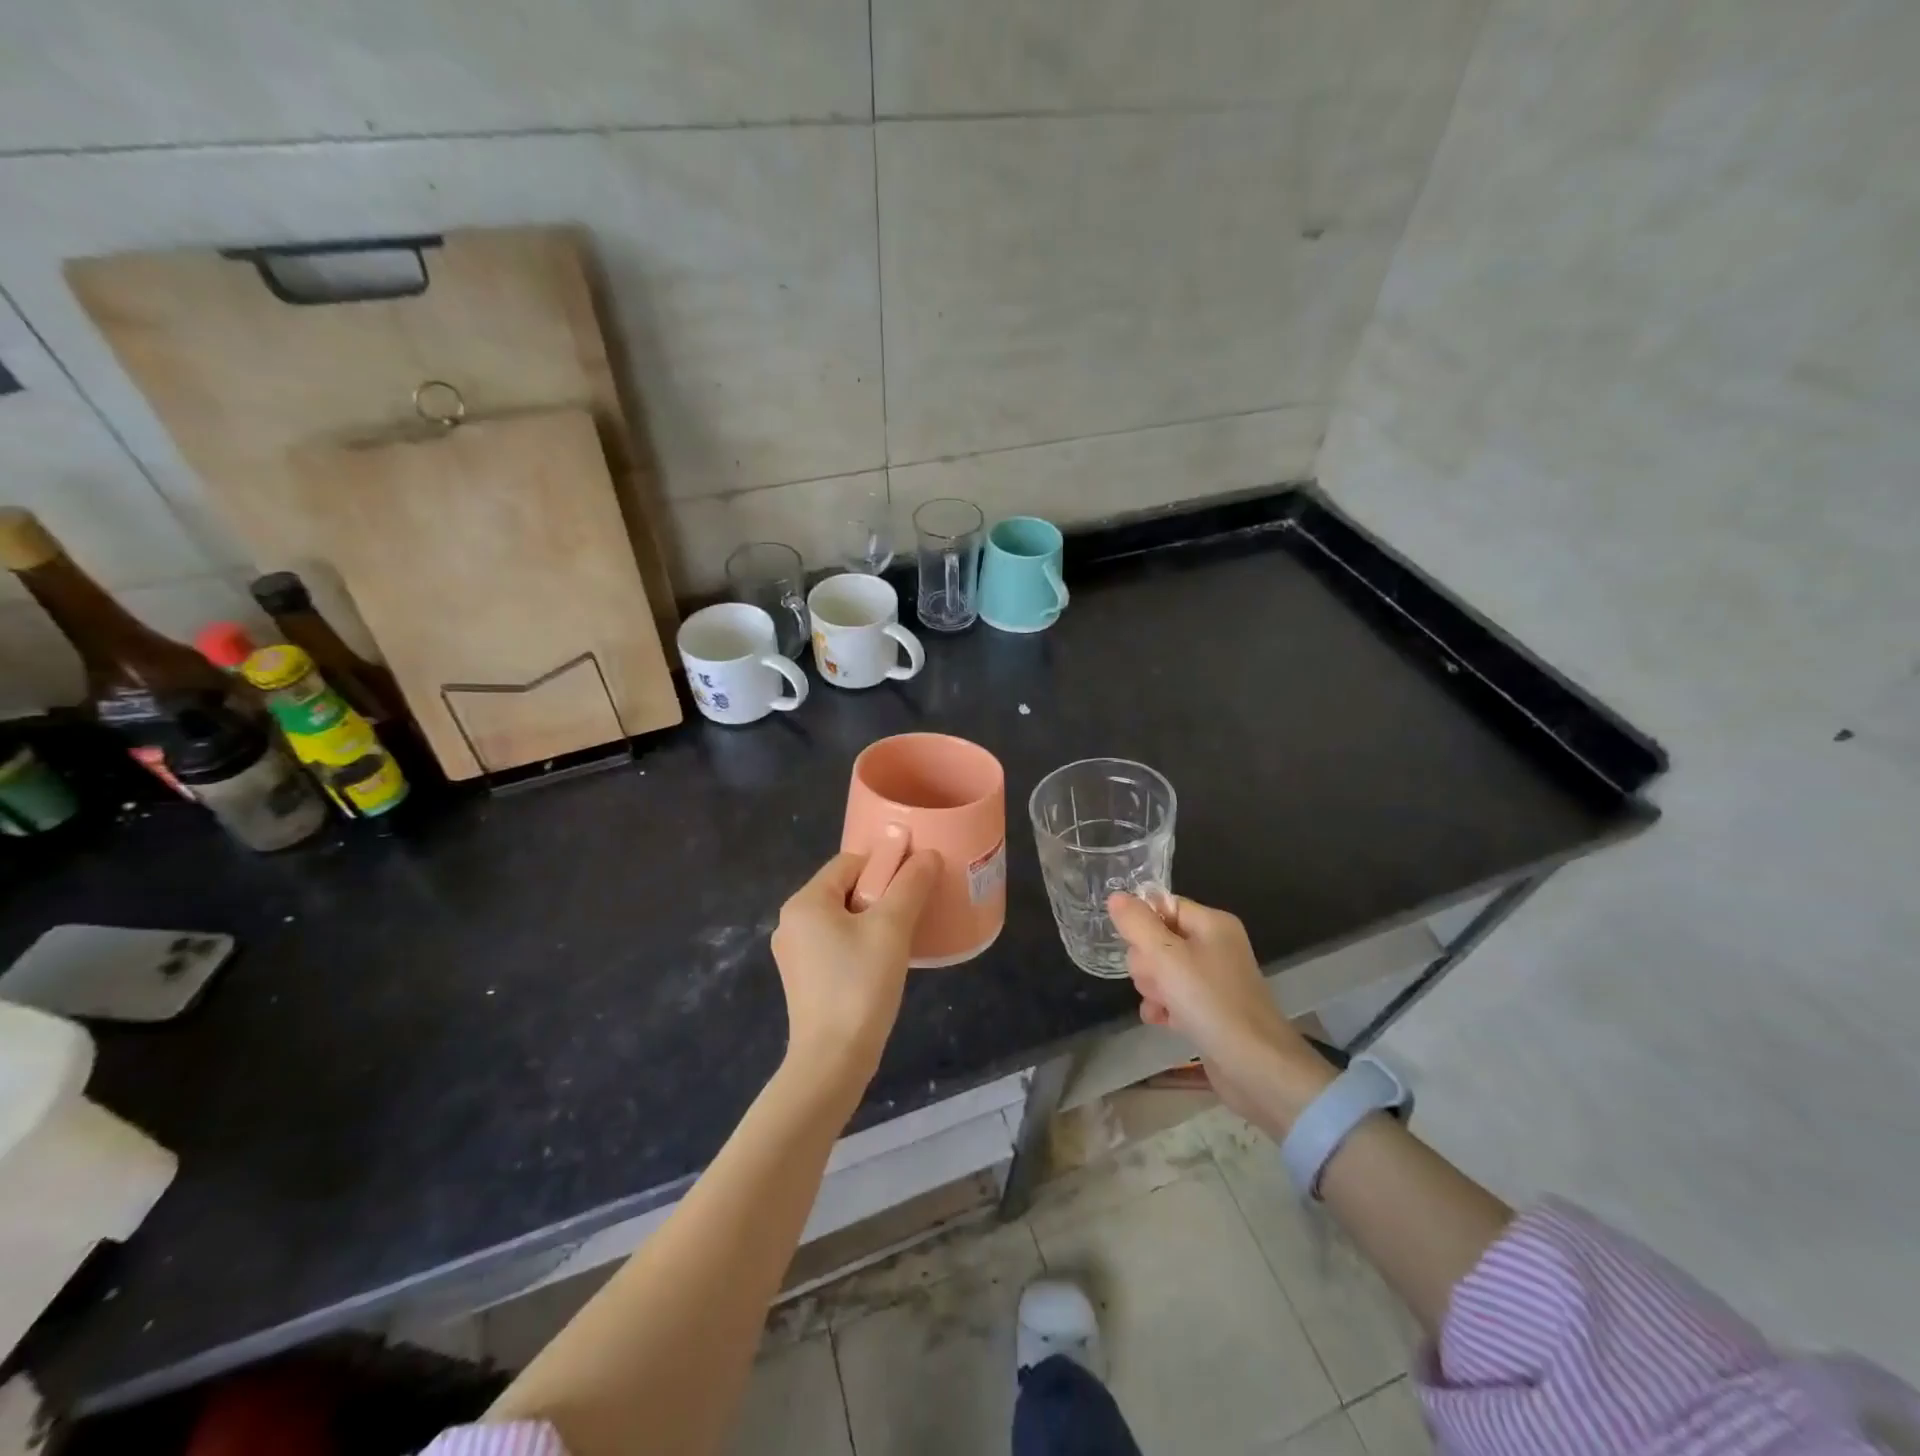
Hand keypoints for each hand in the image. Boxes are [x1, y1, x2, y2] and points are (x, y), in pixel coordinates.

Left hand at [772, 849, 941, 1094]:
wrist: (833, 1060)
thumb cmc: (860, 984)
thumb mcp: (891, 928)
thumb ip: (910, 885)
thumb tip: (927, 854)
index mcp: (805, 902)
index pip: (850, 862)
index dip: (885, 865)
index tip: (915, 882)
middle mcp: (792, 922)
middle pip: (845, 888)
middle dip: (881, 894)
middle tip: (913, 911)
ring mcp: (794, 953)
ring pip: (842, 918)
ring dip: (873, 920)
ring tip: (903, 936)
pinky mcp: (803, 980)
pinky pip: (835, 944)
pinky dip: (860, 943)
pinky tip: (883, 962)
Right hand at [1108, 891, 1334, 1135]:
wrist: (1257, 1066)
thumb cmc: (1211, 1002)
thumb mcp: (1167, 957)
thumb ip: (1137, 924)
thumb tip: (1116, 896)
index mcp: (1212, 923)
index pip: (1163, 905)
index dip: (1142, 922)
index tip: (1131, 944)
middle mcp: (1215, 946)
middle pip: (1159, 938)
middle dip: (1147, 961)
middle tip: (1156, 980)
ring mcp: (1213, 979)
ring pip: (1162, 970)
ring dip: (1153, 987)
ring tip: (1161, 1004)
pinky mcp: (1209, 1009)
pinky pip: (1173, 996)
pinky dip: (1164, 1007)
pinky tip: (1160, 1020)